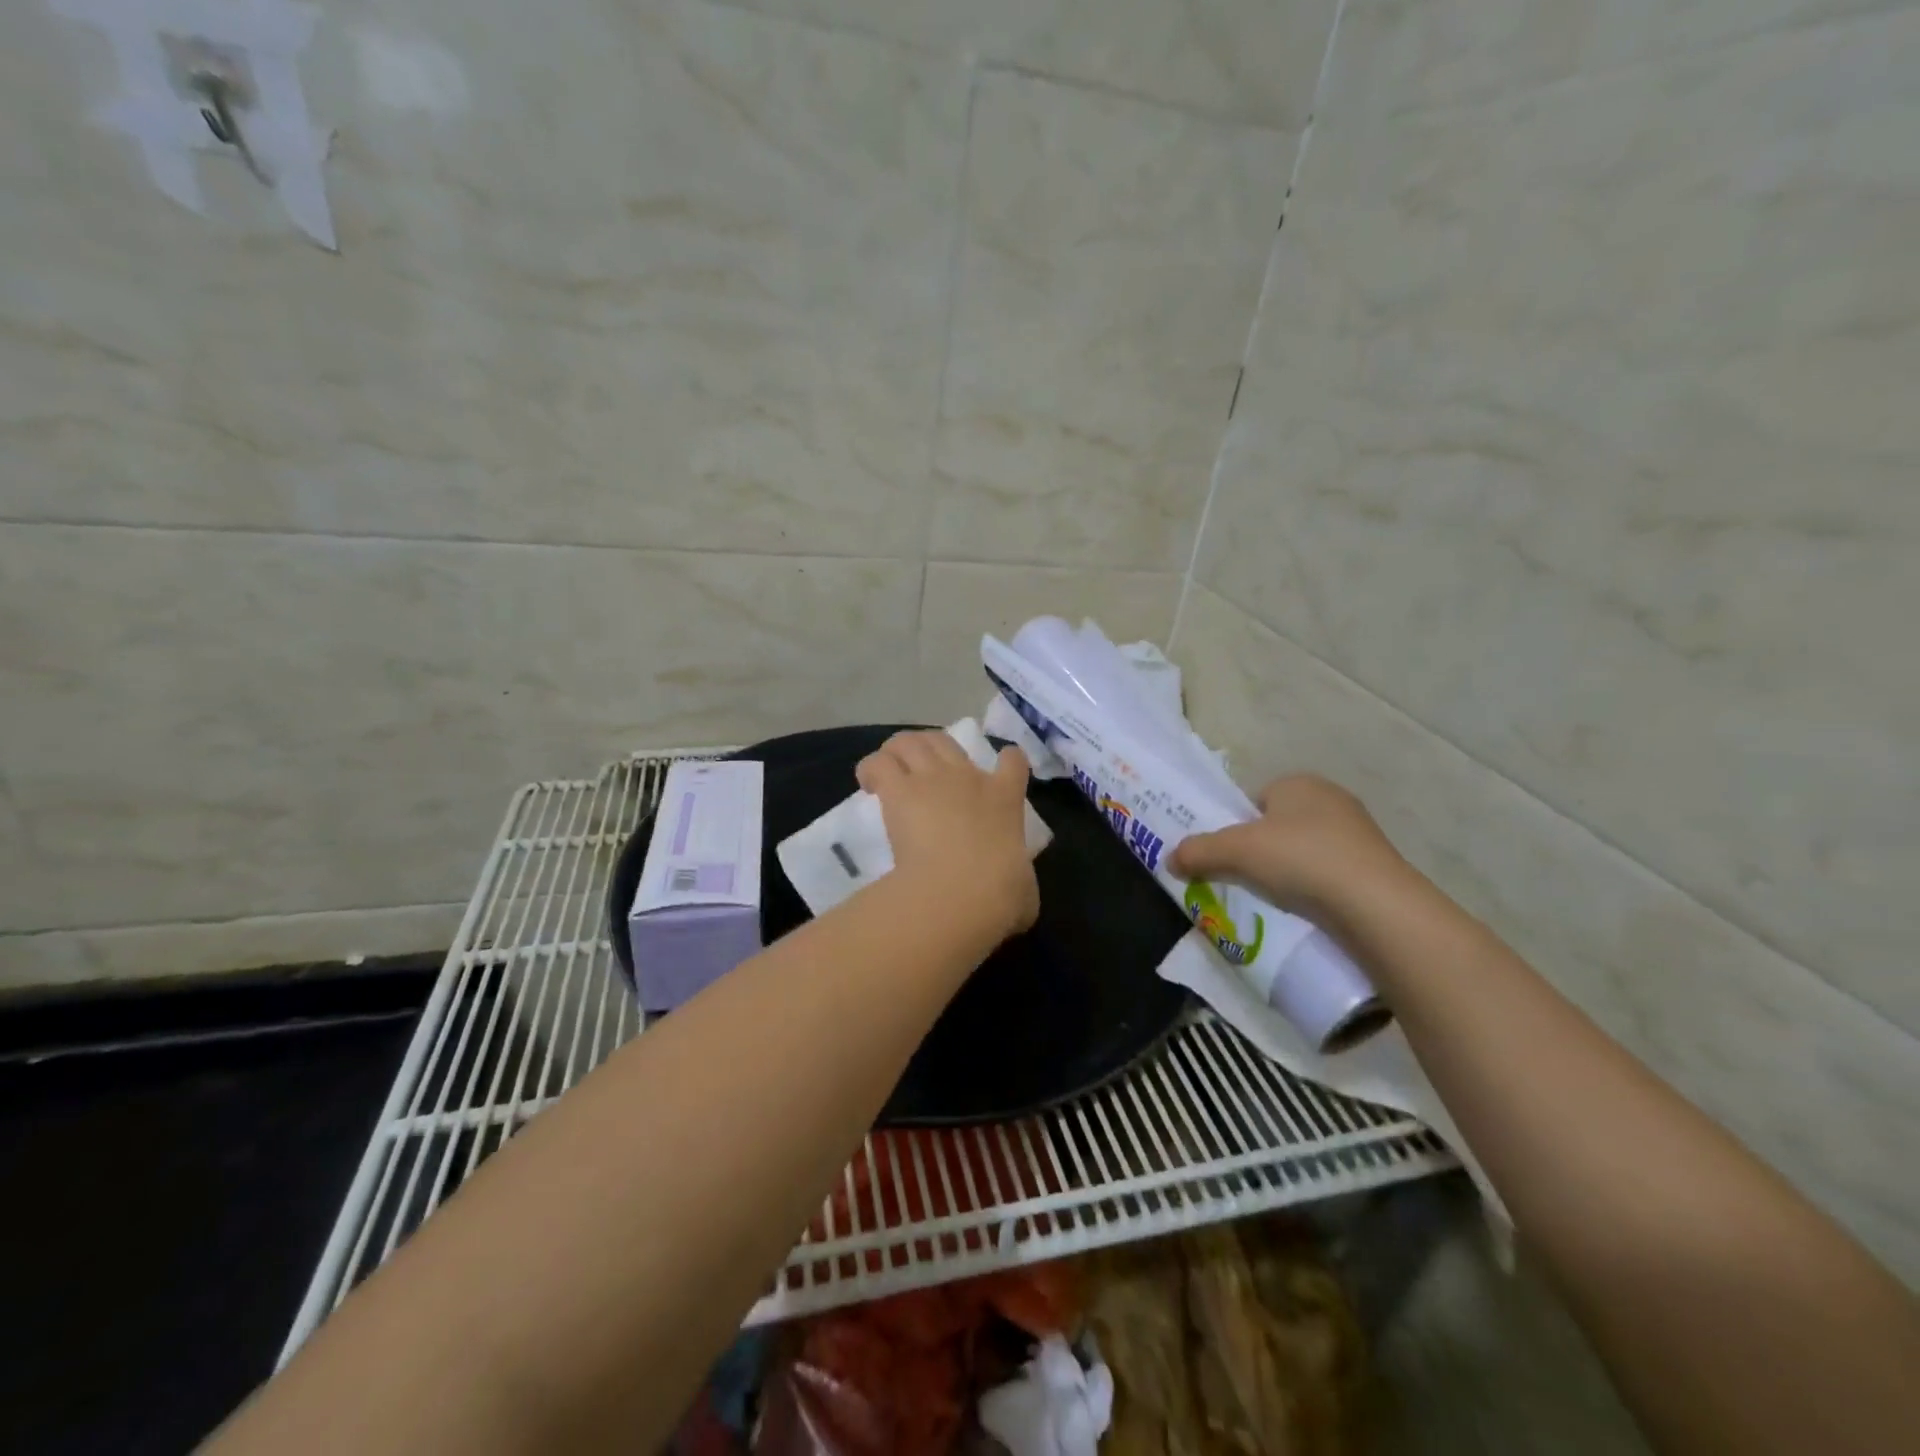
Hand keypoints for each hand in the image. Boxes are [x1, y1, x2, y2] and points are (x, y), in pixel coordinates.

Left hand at [855, 731, 1039, 938]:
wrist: (962, 891)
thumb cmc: (1000, 894)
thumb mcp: (1024, 889)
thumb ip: (1021, 880)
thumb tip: (1018, 893)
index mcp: (1005, 798)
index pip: (1013, 760)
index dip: (1007, 760)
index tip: (999, 770)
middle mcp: (967, 778)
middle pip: (945, 740)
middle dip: (931, 747)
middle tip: (920, 771)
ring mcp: (931, 779)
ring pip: (908, 741)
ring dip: (896, 752)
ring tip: (888, 773)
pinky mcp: (899, 791)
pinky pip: (879, 762)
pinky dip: (871, 769)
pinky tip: (868, 787)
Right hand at [1167, 774, 1410, 919]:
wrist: (1375, 905)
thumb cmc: (1300, 859)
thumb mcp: (1236, 851)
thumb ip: (1198, 851)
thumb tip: (1169, 859)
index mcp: (1298, 783)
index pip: (1254, 800)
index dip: (1236, 827)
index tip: (1228, 857)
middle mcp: (1331, 799)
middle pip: (1277, 827)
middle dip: (1260, 852)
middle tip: (1244, 880)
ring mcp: (1358, 833)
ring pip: (1304, 852)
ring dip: (1288, 873)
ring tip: (1274, 901)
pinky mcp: (1375, 867)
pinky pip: (1329, 874)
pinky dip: (1314, 890)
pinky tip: (1306, 911)